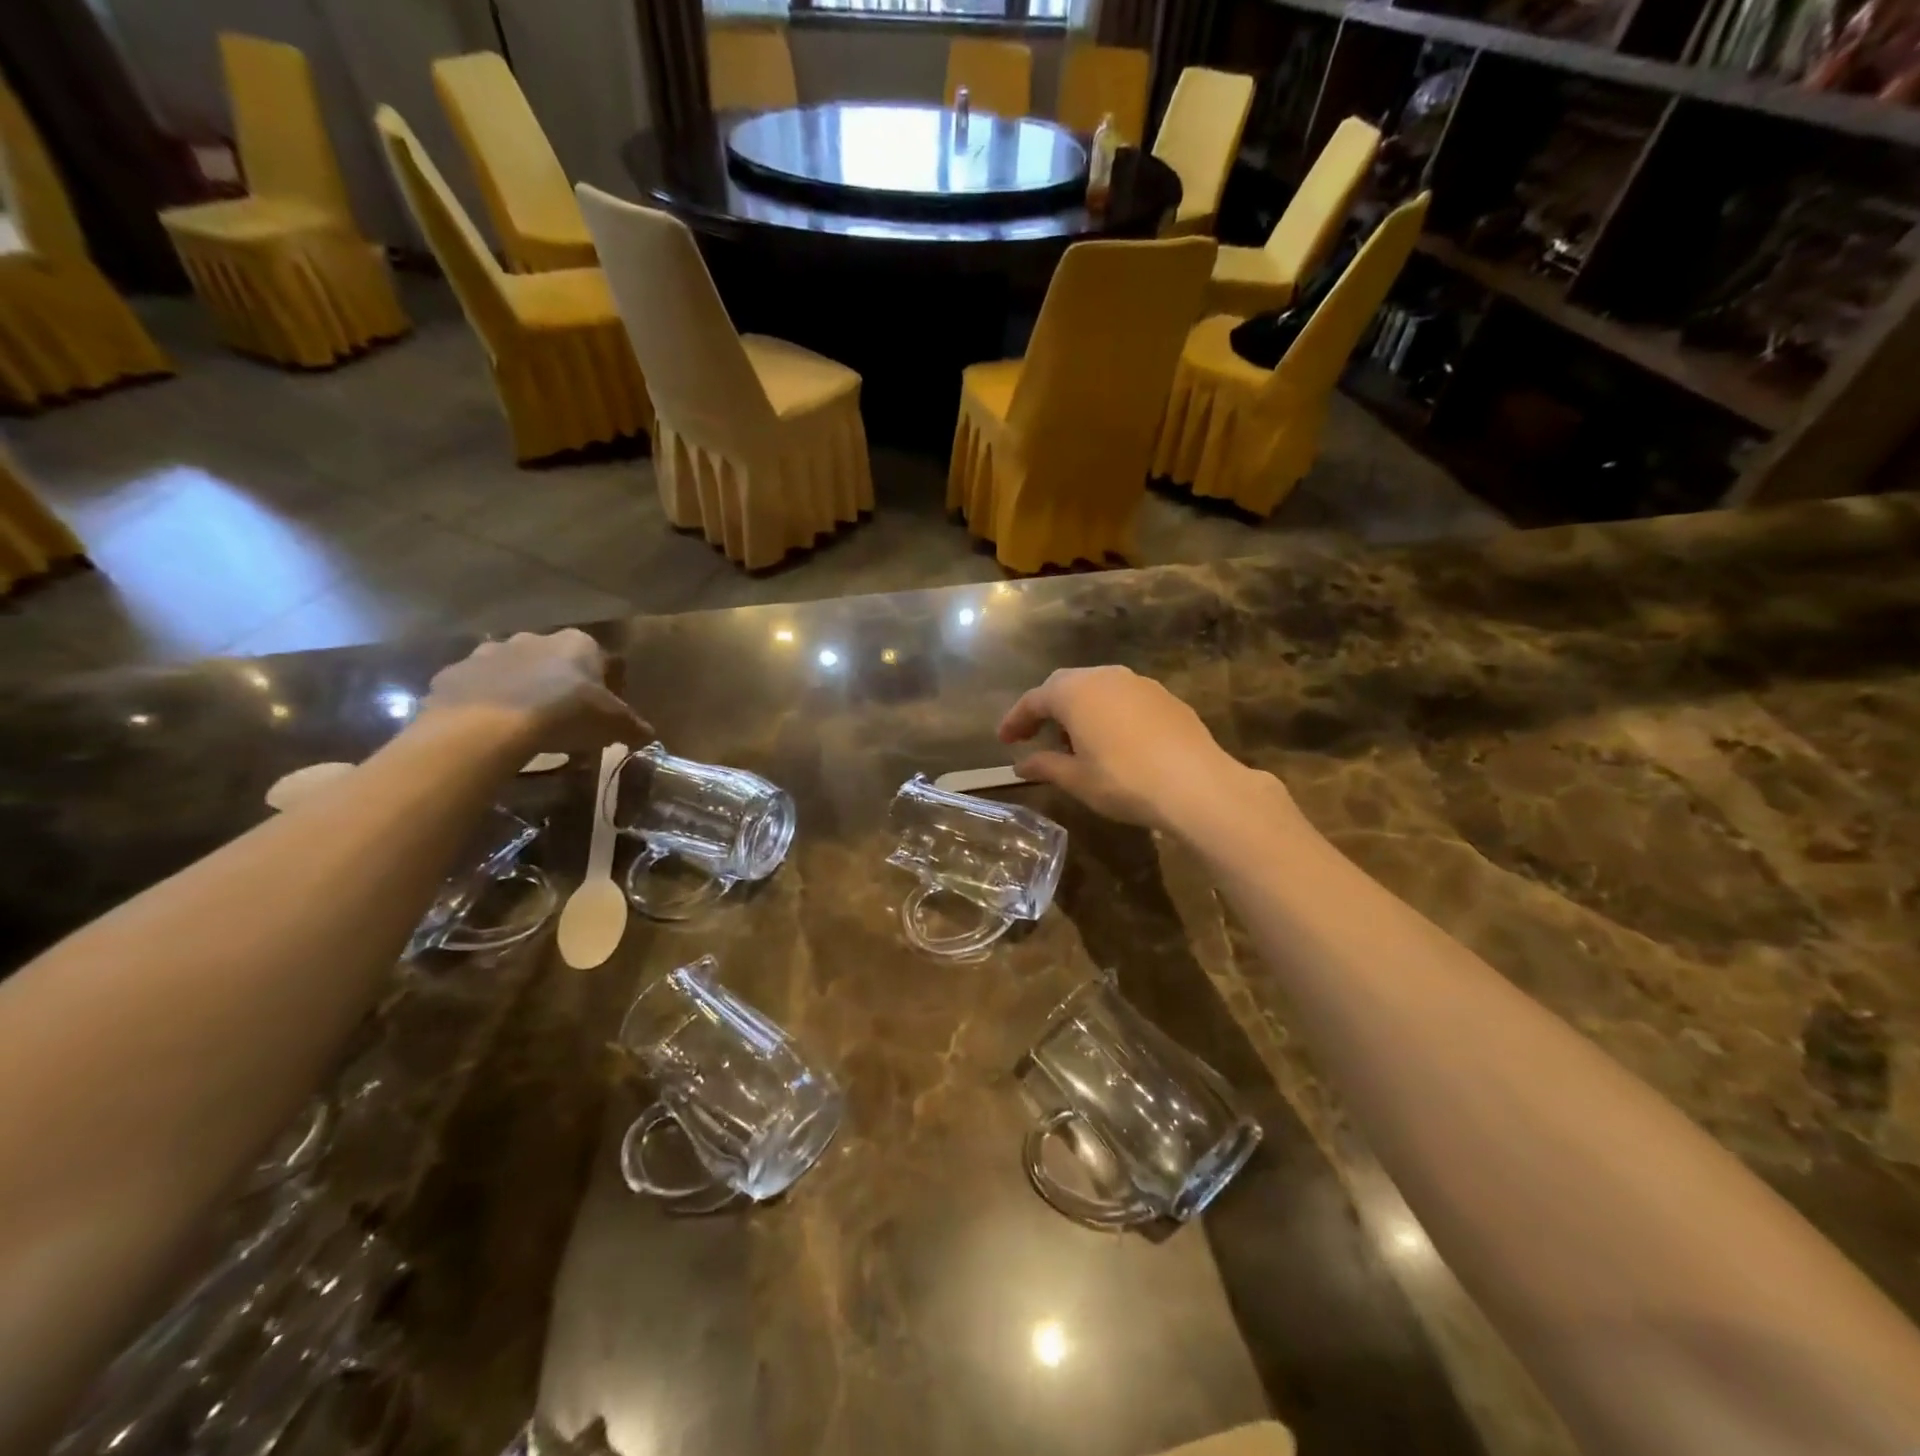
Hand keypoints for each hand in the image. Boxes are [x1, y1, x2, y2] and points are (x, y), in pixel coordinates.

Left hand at [419, 630, 649, 754]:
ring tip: (524, 726)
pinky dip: (484, 704)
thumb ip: (633, 727)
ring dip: (520, 691)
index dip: (605, 686)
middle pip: (554, 662)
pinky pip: (476, 689)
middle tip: (564, 720)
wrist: (487, 725)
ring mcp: (489, 653)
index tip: (603, 712)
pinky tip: (490, 730)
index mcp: (578, 644)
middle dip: (559, 685)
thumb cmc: (565, 715)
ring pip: (512, 671)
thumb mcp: (614, 725)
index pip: (600, 660)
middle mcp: (534, 638)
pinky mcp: (454, 674)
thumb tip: (647, 735)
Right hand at [997, 665, 1258, 831]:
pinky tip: (1113, 742)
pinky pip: (1124, 699)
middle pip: (1065, 686)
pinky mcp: (1165, 697)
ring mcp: (1139, 683)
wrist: (1196, 785)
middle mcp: (1105, 677)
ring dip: (1079, 710)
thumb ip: (1045, 766)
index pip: (1034, 699)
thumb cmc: (1124, 781)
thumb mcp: (1077, 779)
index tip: (1004, 741)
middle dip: (1047, 709)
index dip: (1015, 720)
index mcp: (1075, 692)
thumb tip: (1021, 764)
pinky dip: (1108, 714)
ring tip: (1075, 743)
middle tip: (1035, 736)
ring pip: (1097, 689)